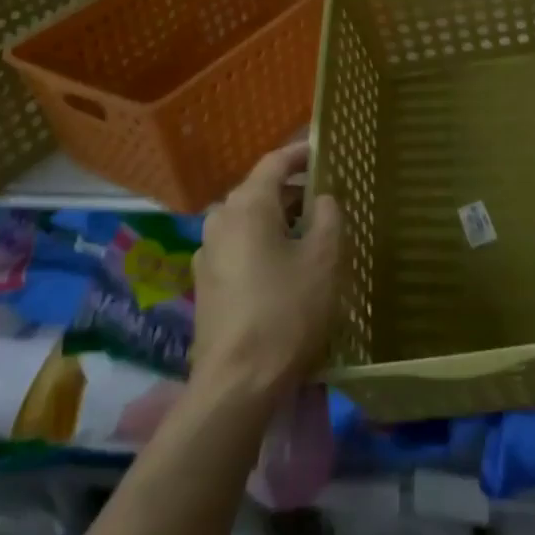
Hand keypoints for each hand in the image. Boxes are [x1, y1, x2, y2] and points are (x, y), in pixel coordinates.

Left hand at [190, 143, 341, 401]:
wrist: (237, 383)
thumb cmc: (287, 311)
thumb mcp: (324, 258)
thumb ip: (328, 216)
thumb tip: (322, 199)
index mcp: (247, 205)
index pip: (274, 162)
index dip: (300, 153)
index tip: (323, 150)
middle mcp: (220, 220)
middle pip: (259, 190)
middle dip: (292, 190)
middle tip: (326, 197)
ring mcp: (208, 253)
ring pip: (248, 220)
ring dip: (277, 218)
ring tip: (310, 231)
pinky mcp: (206, 284)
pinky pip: (238, 246)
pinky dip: (262, 242)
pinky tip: (284, 265)